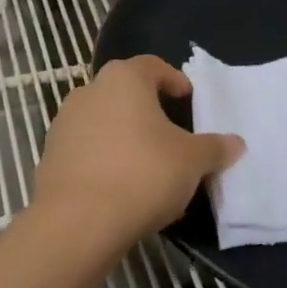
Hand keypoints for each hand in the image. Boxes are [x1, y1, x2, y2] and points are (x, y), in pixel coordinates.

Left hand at [33, 56, 243, 243]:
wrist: (78, 221)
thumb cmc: (142, 174)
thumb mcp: (192, 161)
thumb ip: (215, 148)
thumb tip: (236, 143)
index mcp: (124, 79)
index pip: (152, 66)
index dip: (173, 79)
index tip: (188, 99)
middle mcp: (89, 91)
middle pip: (124, 91)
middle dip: (147, 108)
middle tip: (170, 132)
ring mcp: (64, 123)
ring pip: (102, 119)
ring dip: (123, 133)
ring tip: (145, 163)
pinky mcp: (50, 155)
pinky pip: (85, 148)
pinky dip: (103, 157)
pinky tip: (119, 185)